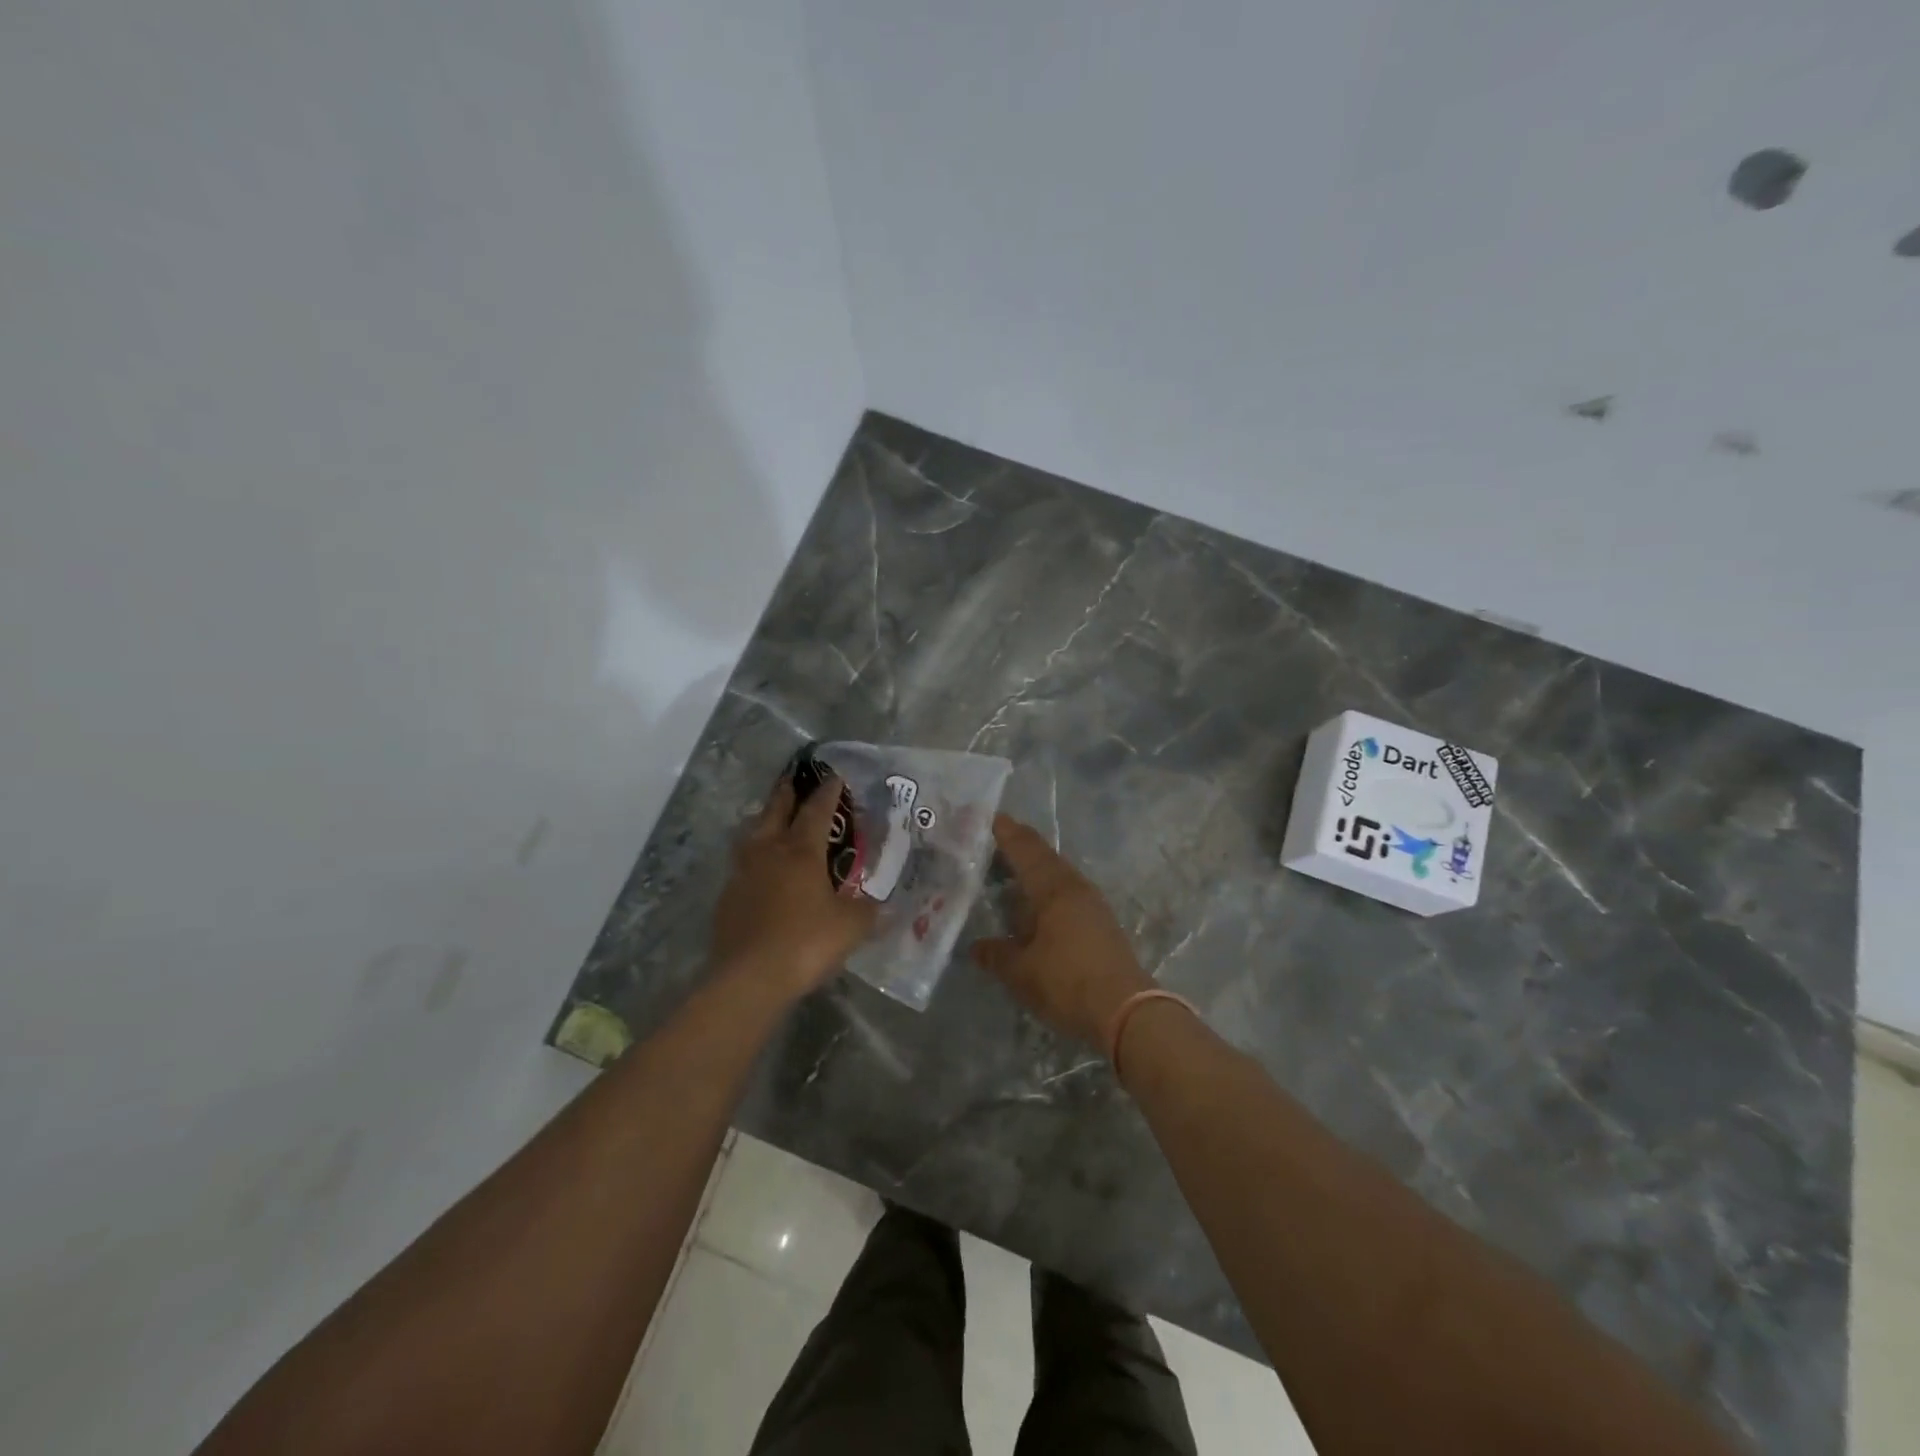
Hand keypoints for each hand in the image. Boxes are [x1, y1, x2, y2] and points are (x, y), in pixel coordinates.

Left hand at [712, 773, 877, 1001]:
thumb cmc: (806, 942)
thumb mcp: (851, 927)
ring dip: (764, 821)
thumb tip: (883, 906)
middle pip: (776, 811)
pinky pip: (742, 866)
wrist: (749, 978)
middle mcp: (768, 852)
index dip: (828, 792)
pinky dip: (753, 858)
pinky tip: (760, 872)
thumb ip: (868, 911)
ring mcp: (742, 873)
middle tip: (793, 780)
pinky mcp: (727, 898)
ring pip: (752, 835)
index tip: (833, 776)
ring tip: (772, 820)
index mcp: (801, 851)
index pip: (817, 810)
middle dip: (787, 793)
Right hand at [971, 815, 1154, 1048]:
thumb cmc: (1067, 983)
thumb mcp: (1021, 972)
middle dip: (1018, 848)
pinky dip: (1045, 893)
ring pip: (1057, 876)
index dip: (1006, 832)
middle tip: (991, 844)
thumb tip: (976, 947)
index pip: (1025, 849)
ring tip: (1007, 875)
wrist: (1126, 1012)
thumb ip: (996, 955)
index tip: (987, 818)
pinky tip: (1033, 908)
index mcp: (1053, 888)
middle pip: (1043, 858)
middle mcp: (1075, 888)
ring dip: (1033, 871)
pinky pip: (1066, 895)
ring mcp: (1092, 905)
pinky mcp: (1100, 924)